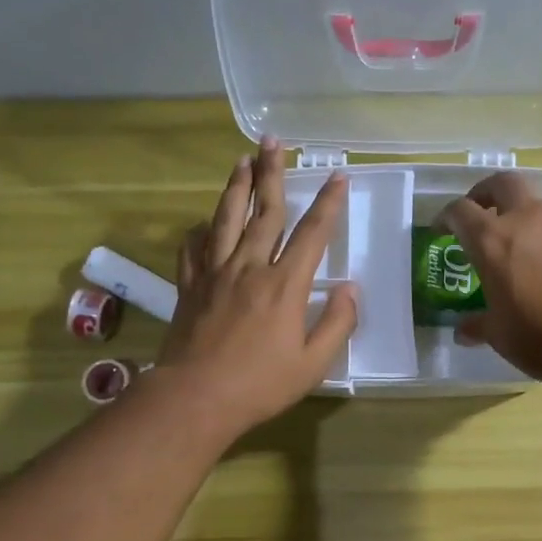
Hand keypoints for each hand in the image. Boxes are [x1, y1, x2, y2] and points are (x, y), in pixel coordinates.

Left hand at [156, 139, 356, 435]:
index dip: (327, 203)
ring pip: (226, 219)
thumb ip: (337, 324)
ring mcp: (215, 273)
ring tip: (242, 160)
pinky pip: (194, 248)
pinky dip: (201, 230)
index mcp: (285, 285)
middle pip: (265, 212)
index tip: (337, 176)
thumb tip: (351, 289)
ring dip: (236, 187)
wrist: (195, 398)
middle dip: (272, 174)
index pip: (312, 234)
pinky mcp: (189, 286)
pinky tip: (205, 222)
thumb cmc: (260, 385)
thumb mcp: (313, 363)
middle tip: (274, 142)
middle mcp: (250, 267)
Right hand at [441, 173, 541, 380]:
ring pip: (532, 203)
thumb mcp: (497, 333)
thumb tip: (463, 330)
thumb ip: (477, 324)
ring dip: (516, 213)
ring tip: (508, 243)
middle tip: (477, 212)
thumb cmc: (536, 334)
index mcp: (491, 240)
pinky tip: (536, 265)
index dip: (446, 217)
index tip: (441, 229)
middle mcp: (524, 222)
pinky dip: (538, 236)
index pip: (460, 211)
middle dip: (485, 192)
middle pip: (502, 184)